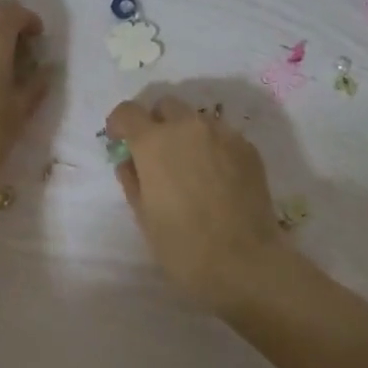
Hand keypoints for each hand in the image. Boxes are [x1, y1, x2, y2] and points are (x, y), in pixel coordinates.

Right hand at [105, 95, 290, 312]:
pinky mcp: (248, 149)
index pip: (128, 112)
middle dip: (156, 122)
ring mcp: (223, 135)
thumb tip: (130, 162)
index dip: (119, 124)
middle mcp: (189, 128)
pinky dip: (212, 147)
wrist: (245, 262)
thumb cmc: (183, 246)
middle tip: (156, 154)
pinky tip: (216, 178)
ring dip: (186, 133)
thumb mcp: (144, 217)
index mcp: (155, 143)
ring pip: (197, 119)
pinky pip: (223, 136)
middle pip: (166, 106)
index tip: (120, 141)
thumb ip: (132, 181)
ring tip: (190, 167)